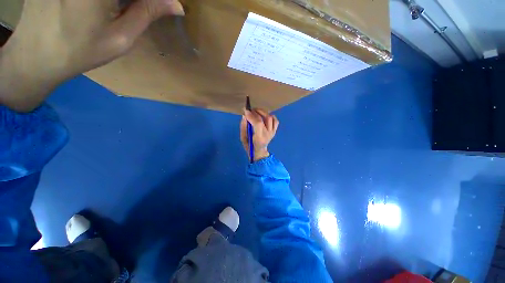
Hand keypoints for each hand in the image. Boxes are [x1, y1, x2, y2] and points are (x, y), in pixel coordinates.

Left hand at [0, 0, 183, 111]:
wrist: (35, 54)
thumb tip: (176, 5)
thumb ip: (147, 13)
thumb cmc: (80, 50)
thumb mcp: (120, 36)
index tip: (164, 5)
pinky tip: (101, 9)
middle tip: (145, 9)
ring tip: (122, 10)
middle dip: (138, 0)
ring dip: (123, 0)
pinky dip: (111, 0)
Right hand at [240, 108, 278, 161]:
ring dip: (263, 112)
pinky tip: (264, 116)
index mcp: (260, 137)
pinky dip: (270, 116)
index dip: (252, 115)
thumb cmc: (249, 146)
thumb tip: (245, 115)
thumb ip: (243, 126)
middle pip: (266, 118)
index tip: (245, 110)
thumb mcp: (243, 138)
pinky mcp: (274, 131)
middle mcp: (268, 134)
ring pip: (271, 118)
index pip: (258, 123)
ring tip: (256, 111)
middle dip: (257, 111)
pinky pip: (275, 120)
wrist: (259, 152)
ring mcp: (272, 132)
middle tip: (250, 110)